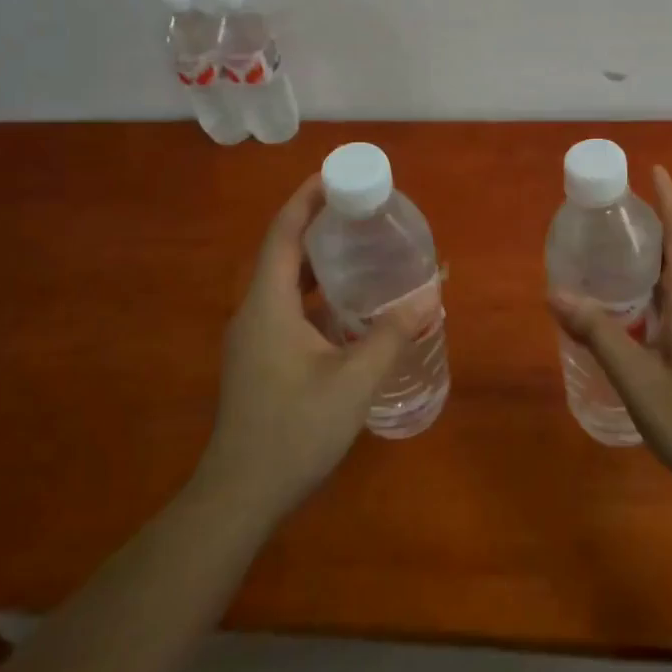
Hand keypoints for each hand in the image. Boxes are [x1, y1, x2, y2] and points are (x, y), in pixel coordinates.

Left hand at [198, 174, 407, 519]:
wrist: (240, 497)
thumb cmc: (295, 430)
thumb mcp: (354, 380)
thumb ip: (393, 335)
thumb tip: (431, 296)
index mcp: (268, 304)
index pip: (283, 232)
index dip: (306, 198)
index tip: (336, 174)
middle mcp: (254, 311)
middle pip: (283, 250)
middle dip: (318, 223)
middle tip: (362, 211)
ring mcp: (252, 337)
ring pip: (285, 281)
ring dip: (318, 259)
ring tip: (360, 248)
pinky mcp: (258, 358)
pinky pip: (286, 306)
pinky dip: (315, 291)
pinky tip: (347, 305)